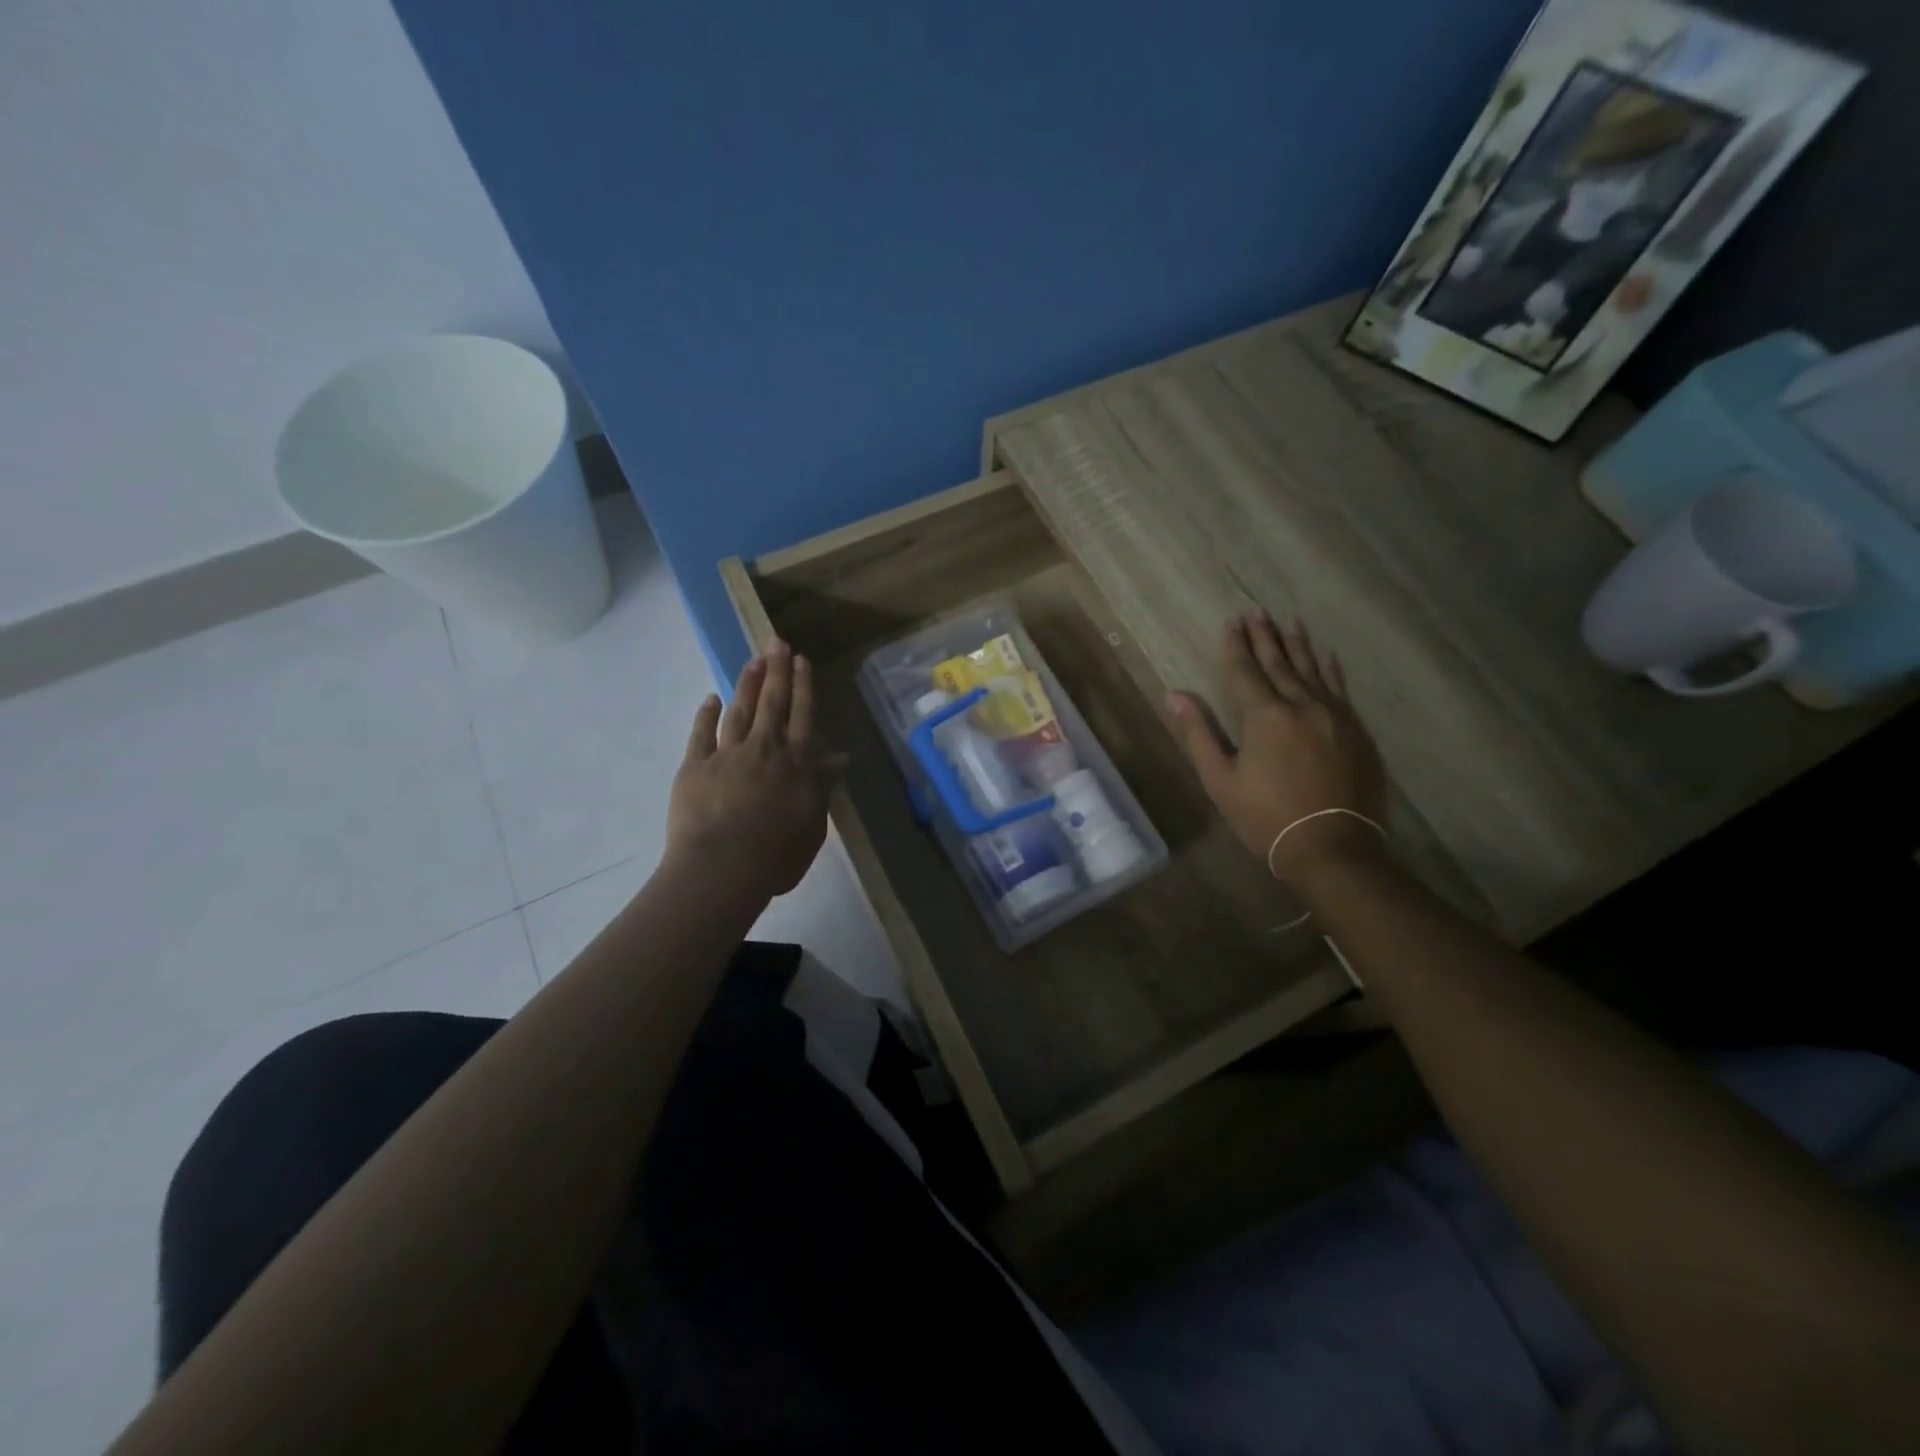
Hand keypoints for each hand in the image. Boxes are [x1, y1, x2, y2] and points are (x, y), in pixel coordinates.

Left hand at [668, 641, 846, 899]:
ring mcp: (727, 755)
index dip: (803, 687)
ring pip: (739, 711)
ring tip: (752, 661)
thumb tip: (840, 758)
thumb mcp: (813, 825)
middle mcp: (764, 750)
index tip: (802, 660)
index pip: (803, 717)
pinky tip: (711, 698)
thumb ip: (822, 787)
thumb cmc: (776, 855)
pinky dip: (706, 714)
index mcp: (796, 765)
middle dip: (776, 671)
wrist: (722, 868)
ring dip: (747, 684)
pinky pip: (702, 734)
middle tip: (776, 641)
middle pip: (773, 703)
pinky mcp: (695, 767)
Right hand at [1164, 614, 1386, 883]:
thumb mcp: (1220, 781)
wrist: (1332, 849)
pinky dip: (1331, 669)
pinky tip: (1327, 655)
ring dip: (1297, 645)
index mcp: (1265, 717)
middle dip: (1264, 637)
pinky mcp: (1356, 732)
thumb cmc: (1265, 818)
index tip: (1231, 622)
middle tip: (1256, 612)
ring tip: (1288, 621)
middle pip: (1279, 664)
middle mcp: (1302, 706)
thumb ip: (1198, 734)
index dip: (1235, 647)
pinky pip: (1340, 689)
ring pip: (1312, 671)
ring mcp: (1334, 717)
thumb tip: (1173, 695)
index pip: (1245, 672)